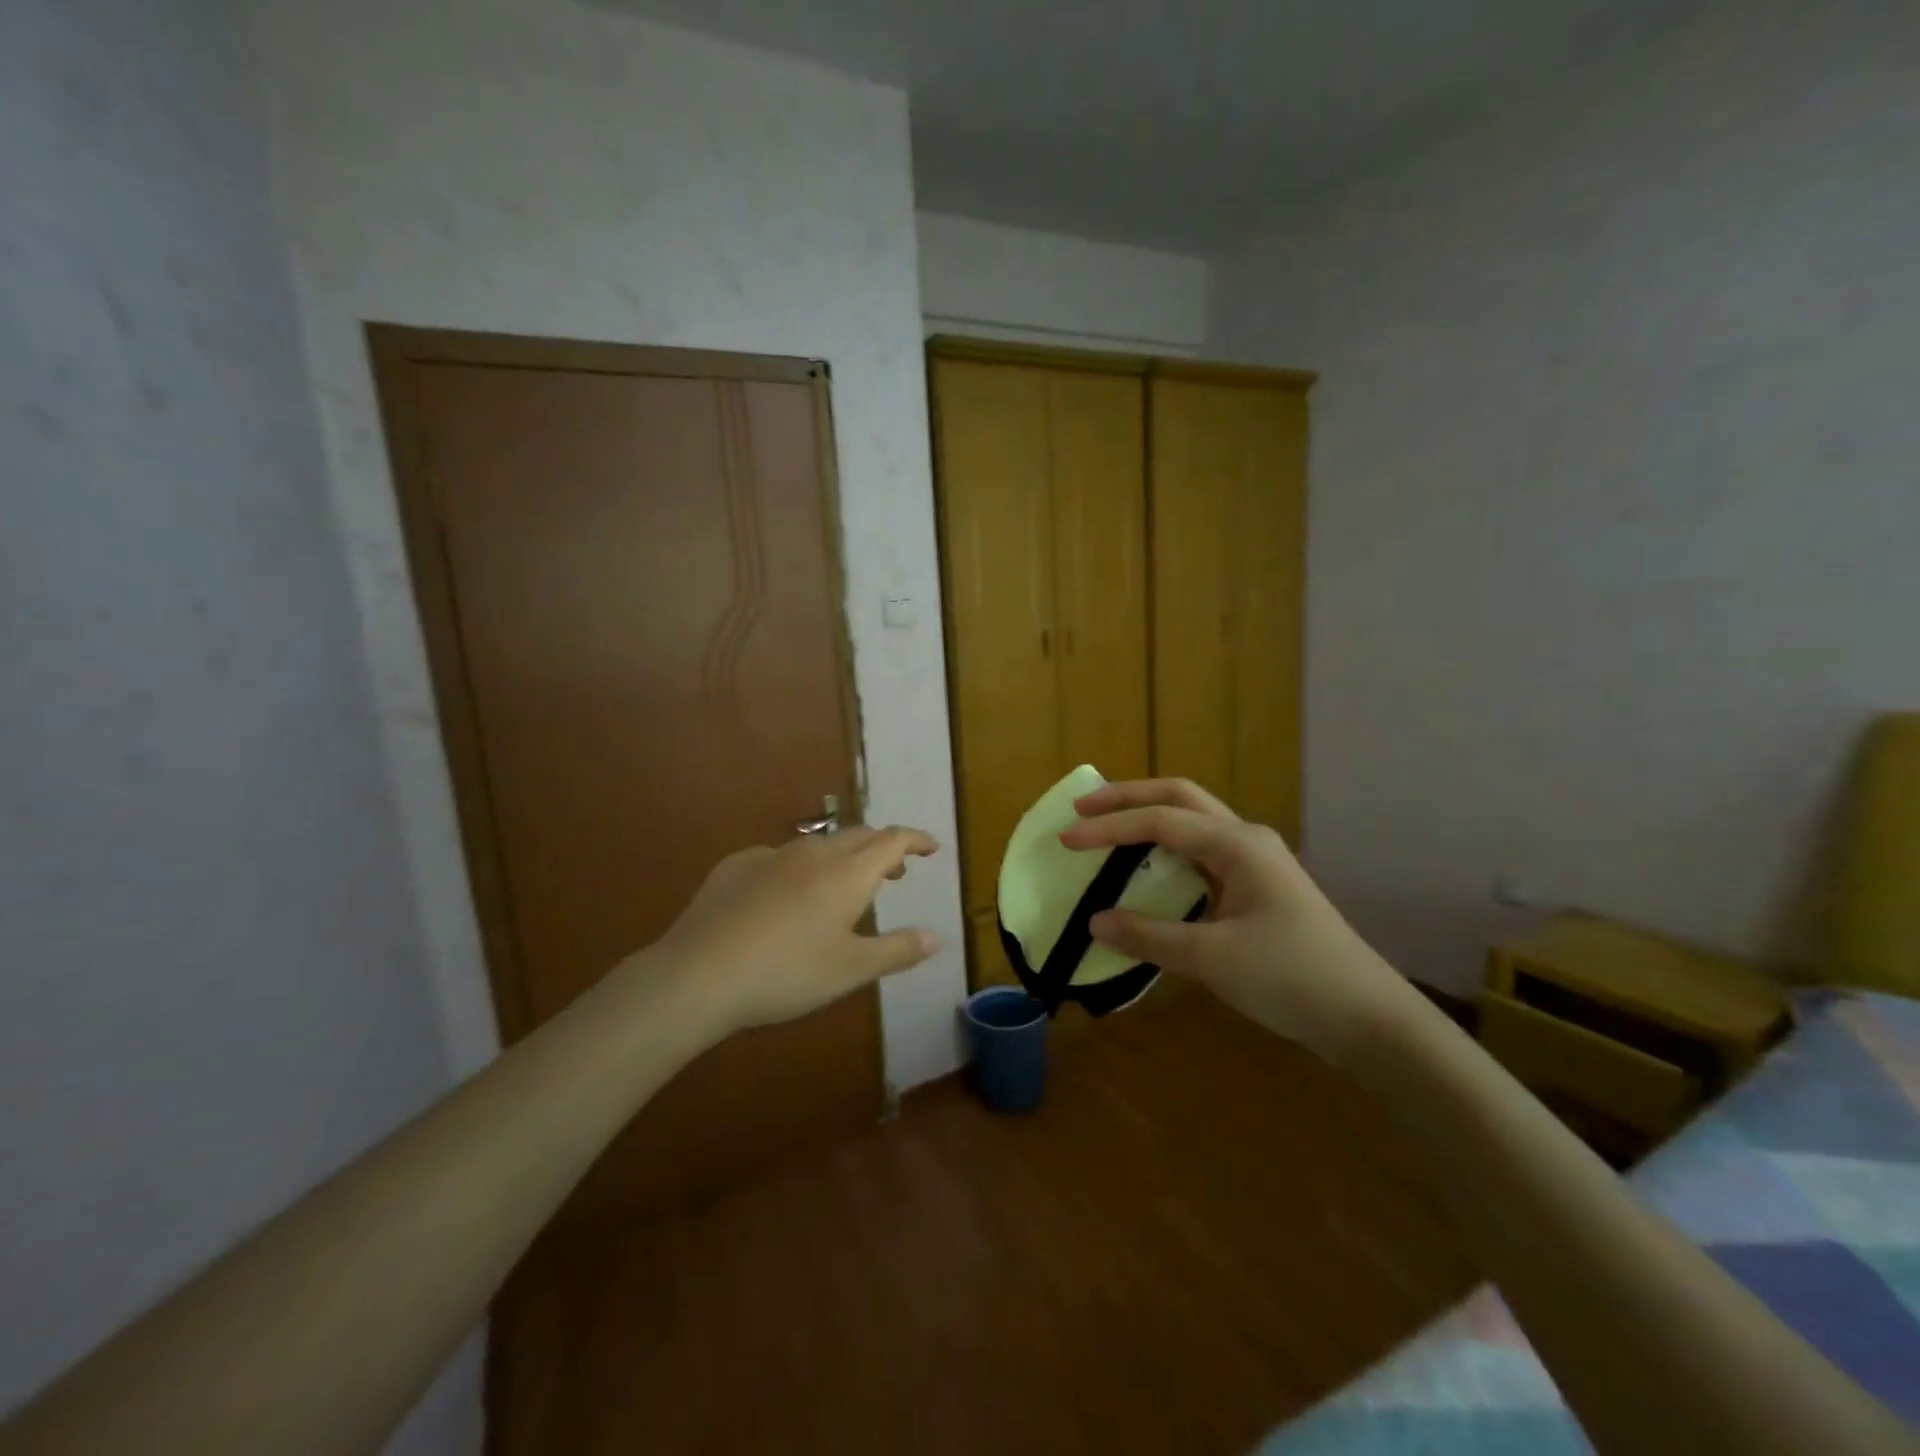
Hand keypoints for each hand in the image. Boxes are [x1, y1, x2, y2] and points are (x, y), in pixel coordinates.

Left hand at [649, 825, 940, 1036]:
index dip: (916, 839)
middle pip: (858, 836)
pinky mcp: (736, 866)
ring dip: (842, 857)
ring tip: (844, 884)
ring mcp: (771, 856)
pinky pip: (780, 857)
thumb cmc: (787, 973)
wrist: (699, 974)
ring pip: (818, 844)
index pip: (892, 840)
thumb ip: (897, 950)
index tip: (932, 848)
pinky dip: (799, 868)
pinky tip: (785, 894)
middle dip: (882, 848)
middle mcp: (813, 854)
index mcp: (847, 874)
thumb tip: (936, 936)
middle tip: (895, 871)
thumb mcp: (851, 969)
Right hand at [1060, 780, 1419, 1063]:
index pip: (1159, 821)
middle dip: (1128, 797)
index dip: (1109, 827)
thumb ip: (1149, 936)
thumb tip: (1094, 922)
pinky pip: (1201, 853)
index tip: (1066, 839)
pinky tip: (1148, 871)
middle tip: (1082, 808)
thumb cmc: (1291, 978)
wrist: (1367, 1018)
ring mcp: (1255, 861)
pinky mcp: (1257, 887)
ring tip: (1107, 829)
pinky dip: (1166, 851)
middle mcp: (1245, 840)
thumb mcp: (1212, 959)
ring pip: (1192, 822)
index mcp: (1237, 844)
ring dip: (1148, 819)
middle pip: (1179, 798)